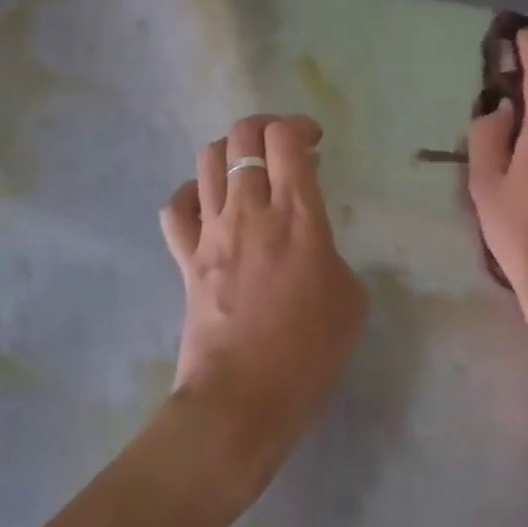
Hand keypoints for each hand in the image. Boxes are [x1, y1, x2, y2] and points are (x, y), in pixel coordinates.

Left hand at [159, 114, 368, 496]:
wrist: (242, 401)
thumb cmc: (308, 353)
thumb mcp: (351, 299)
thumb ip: (332, 255)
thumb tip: (313, 245)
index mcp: (298, 216)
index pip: (286, 140)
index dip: (299, 126)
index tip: (313, 141)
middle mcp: (251, 211)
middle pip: (242, 137)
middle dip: (264, 127)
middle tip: (283, 146)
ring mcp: (212, 232)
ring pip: (208, 160)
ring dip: (231, 153)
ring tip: (249, 170)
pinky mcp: (186, 258)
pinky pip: (176, 207)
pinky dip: (193, 193)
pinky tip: (210, 203)